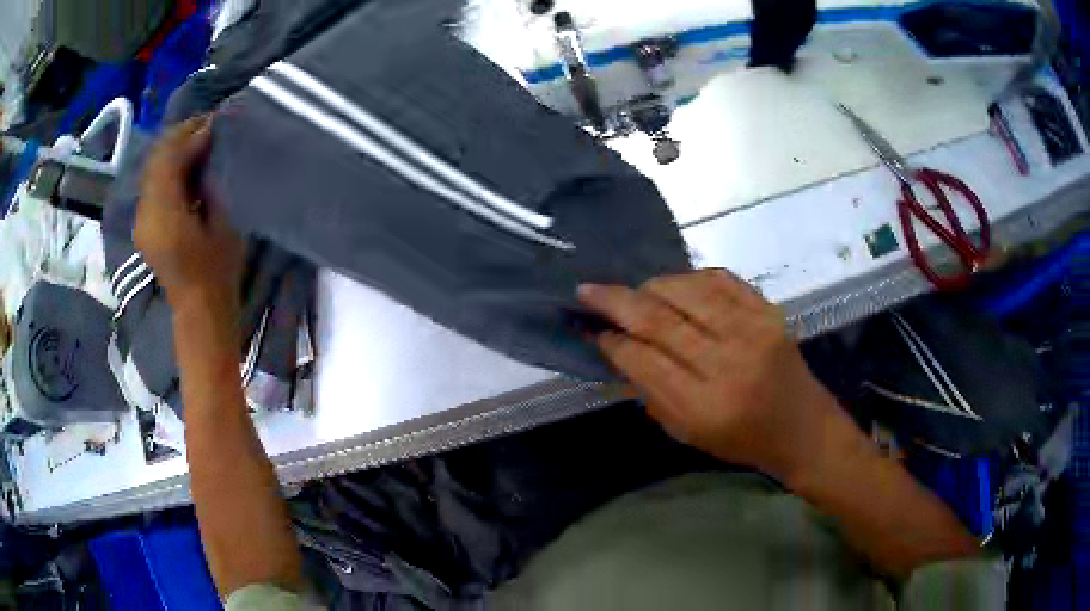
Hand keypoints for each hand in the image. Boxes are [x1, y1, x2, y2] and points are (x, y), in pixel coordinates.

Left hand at [135, 116, 244, 315]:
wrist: (199, 311)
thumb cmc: (218, 271)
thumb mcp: (222, 222)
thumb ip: (211, 178)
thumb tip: (209, 141)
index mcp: (164, 214)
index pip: (169, 156)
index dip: (192, 133)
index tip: (217, 122)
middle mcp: (144, 212)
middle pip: (156, 157)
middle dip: (182, 135)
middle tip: (210, 126)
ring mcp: (141, 217)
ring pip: (152, 167)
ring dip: (175, 149)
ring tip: (201, 141)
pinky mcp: (144, 222)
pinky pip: (152, 182)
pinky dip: (168, 166)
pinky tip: (187, 166)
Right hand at [579, 270, 845, 483]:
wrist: (801, 426)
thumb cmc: (741, 439)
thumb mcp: (687, 432)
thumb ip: (650, 390)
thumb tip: (615, 346)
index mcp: (704, 406)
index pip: (644, 361)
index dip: (613, 341)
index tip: (591, 329)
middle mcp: (728, 363)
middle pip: (660, 320)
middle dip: (616, 301)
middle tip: (587, 289)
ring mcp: (753, 330)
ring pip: (686, 291)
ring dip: (650, 286)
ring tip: (633, 292)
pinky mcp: (769, 310)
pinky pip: (719, 279)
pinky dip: (688, 277)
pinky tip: (673, 285)